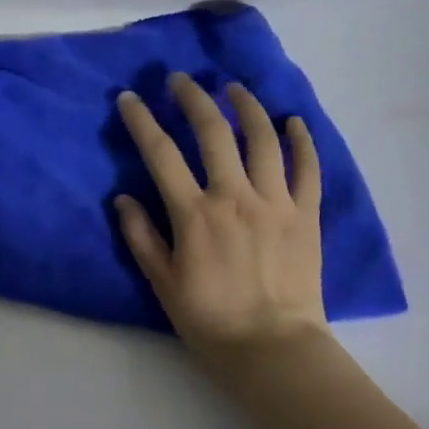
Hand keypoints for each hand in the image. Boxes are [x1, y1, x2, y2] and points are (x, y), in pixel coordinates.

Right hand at [114, 73, 326, 364]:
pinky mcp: (305, 215)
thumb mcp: (162, 282)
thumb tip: (121, 197)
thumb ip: (141, 236)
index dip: (142, 121)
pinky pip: (308, 169)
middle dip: (192, 98)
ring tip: (234, 88)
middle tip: (180, 79)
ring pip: (262, 139)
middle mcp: (234, 197)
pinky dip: (302, 141)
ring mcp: (275, 202)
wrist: (272, 348)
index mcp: (194, 214)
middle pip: (213, 132)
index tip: (129, 98)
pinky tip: (293, 121)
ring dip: (246, 106)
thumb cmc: (209, 318)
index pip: (161, 154)